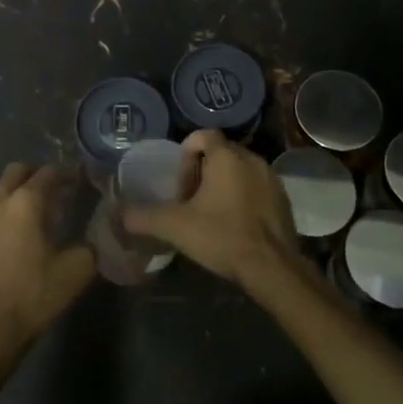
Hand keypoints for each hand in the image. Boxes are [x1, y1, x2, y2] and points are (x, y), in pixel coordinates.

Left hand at [0, 163, 96, 355]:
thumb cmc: (32, 296)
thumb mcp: (76, 272)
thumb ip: (90, 246)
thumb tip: (96, 237)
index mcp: (26, 203)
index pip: (48, 172)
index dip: (66, 172)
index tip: (79, 179)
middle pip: (16, 171)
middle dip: (36, 174)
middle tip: (55, 191)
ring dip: (17, 197)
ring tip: (35, 220)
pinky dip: (3, 221)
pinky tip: (13, 244)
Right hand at [121, 130, 302, 293]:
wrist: (273, 268)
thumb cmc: (223, 237)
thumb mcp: (175, 227)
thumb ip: (144, 216)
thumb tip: (118, 214)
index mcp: (227, 156)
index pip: (202, 135)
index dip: (186, 155)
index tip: (180, 184)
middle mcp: (252, 158)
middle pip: (220, 153)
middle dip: (203, 172)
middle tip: (191, 202)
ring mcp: (271, 178)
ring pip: (239, 170)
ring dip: (224, 185)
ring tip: (212, 215)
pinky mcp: (284, 199)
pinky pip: (257, 187)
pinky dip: (243, 198)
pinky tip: (235, 226)